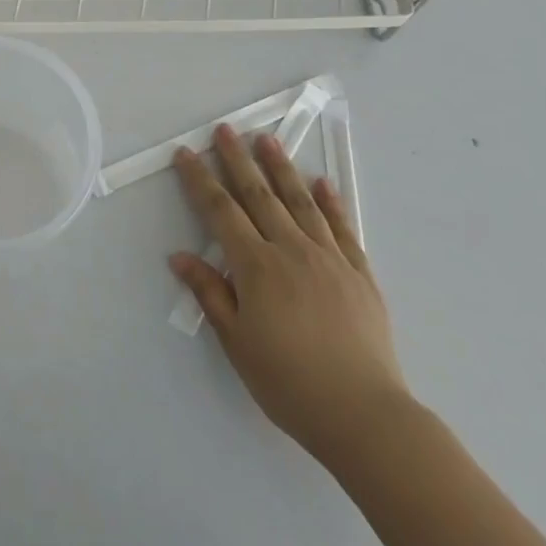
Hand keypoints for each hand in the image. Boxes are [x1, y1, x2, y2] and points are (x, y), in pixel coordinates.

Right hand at [169, 125, 409, 468]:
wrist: (365, 416)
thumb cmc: (289, 382)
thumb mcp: (236, 342)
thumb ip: (210, 293)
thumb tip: (180, 256)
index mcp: (256, 267)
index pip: (220, 211)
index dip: (200, 180)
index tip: (186, 153)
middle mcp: (291, 251)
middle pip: (259, 196)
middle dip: (238, 160)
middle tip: (226, 129)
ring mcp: (329, 259)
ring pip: (300, 203)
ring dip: (281, 169)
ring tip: (268, 140)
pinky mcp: (360, 275)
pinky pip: (342, 229)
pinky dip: (331, 203)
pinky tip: (322, 183)